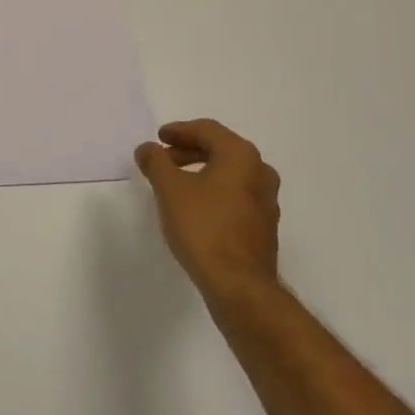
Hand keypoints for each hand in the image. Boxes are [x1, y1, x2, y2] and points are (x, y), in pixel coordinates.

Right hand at [134, 119, 280, 300]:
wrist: (239, 284)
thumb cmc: (203, 226)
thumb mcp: (169, 188)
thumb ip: (155, 161)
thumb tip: (148, 149)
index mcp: (241, 156)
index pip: (207, 130)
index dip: (179, 131)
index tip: (158, 138)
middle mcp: (260, 172)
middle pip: (220, 149)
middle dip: (189, 150)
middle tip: (163, 159)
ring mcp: (266, 201)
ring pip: (229, 174)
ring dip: (200, 171)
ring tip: (174, 183)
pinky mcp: (263, 226)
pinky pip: (235, 195)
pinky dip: (213, 191)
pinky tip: (193, 207)